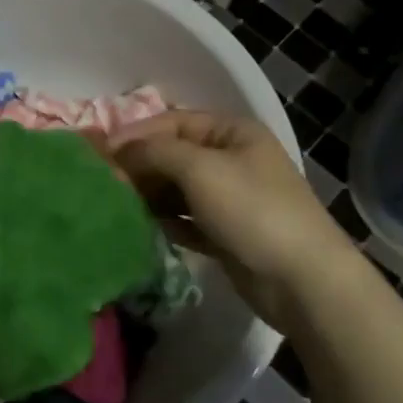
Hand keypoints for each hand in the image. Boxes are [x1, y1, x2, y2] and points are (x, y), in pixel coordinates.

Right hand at [111, 110, 365, 329]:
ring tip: (118, 206)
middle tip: (104, 184)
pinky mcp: (226, 233)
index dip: (136, 134)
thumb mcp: (200, 169)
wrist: (302, 280)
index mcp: (232, 132)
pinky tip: (145, 228)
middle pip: (174, 154)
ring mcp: (231, 197)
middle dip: (140, 166)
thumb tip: (120, 151)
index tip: (100, 154)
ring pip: (177, 188)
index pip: (173, 121)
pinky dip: (166, 221)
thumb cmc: (252, 211)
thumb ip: (156, 152)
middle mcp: (232, 159)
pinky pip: (186, 219)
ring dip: (150, 194)